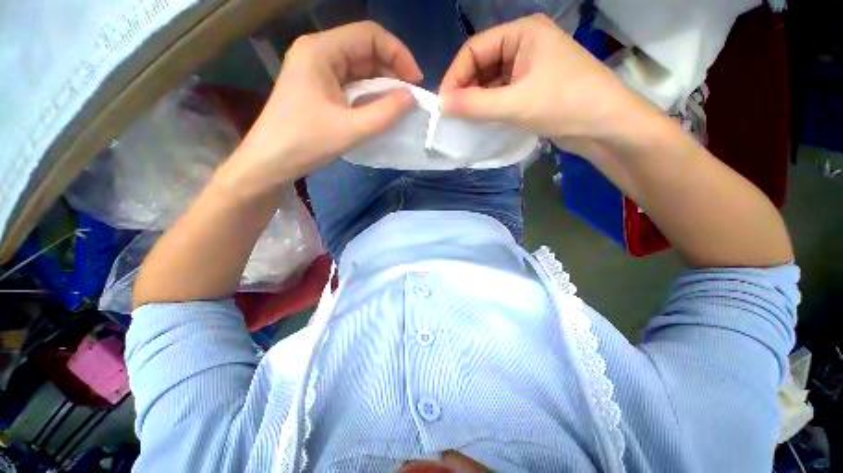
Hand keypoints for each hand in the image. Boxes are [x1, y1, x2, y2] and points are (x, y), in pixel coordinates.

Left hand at [221, 21, 422, 194]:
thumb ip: (385, 112)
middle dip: (391, 70)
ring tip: (397, 106)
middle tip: (409, 97)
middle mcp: (318, 52)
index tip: (415, 81)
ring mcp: (316, 70)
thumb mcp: (351, 129)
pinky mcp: (318, 87)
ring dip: (381, 84)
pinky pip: (350, 83)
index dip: (398, 54)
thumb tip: (412, 97)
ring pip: (359, 68)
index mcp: (321, 50)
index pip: (369, 35)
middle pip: (364, 49)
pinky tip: (378, 109)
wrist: (271, 161)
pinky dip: (368, 94)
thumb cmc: (306, 142)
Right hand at [439, 14, 647, 155]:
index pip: (475, 48)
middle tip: (452, 114)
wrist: (605, 126)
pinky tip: (481, 119)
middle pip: (482, 64)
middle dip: (465, 88)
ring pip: (491, 81)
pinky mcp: (532, 88)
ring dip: (476, 99)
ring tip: (464, 119)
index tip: (443, 103)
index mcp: (522, 33)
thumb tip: (441, 105)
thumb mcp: (515, 104)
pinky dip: (489, 106)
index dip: (455, 75)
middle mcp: (525, 45)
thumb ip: (475, 104)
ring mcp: (530, 67)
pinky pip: (502, 94)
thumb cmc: (564, 104)